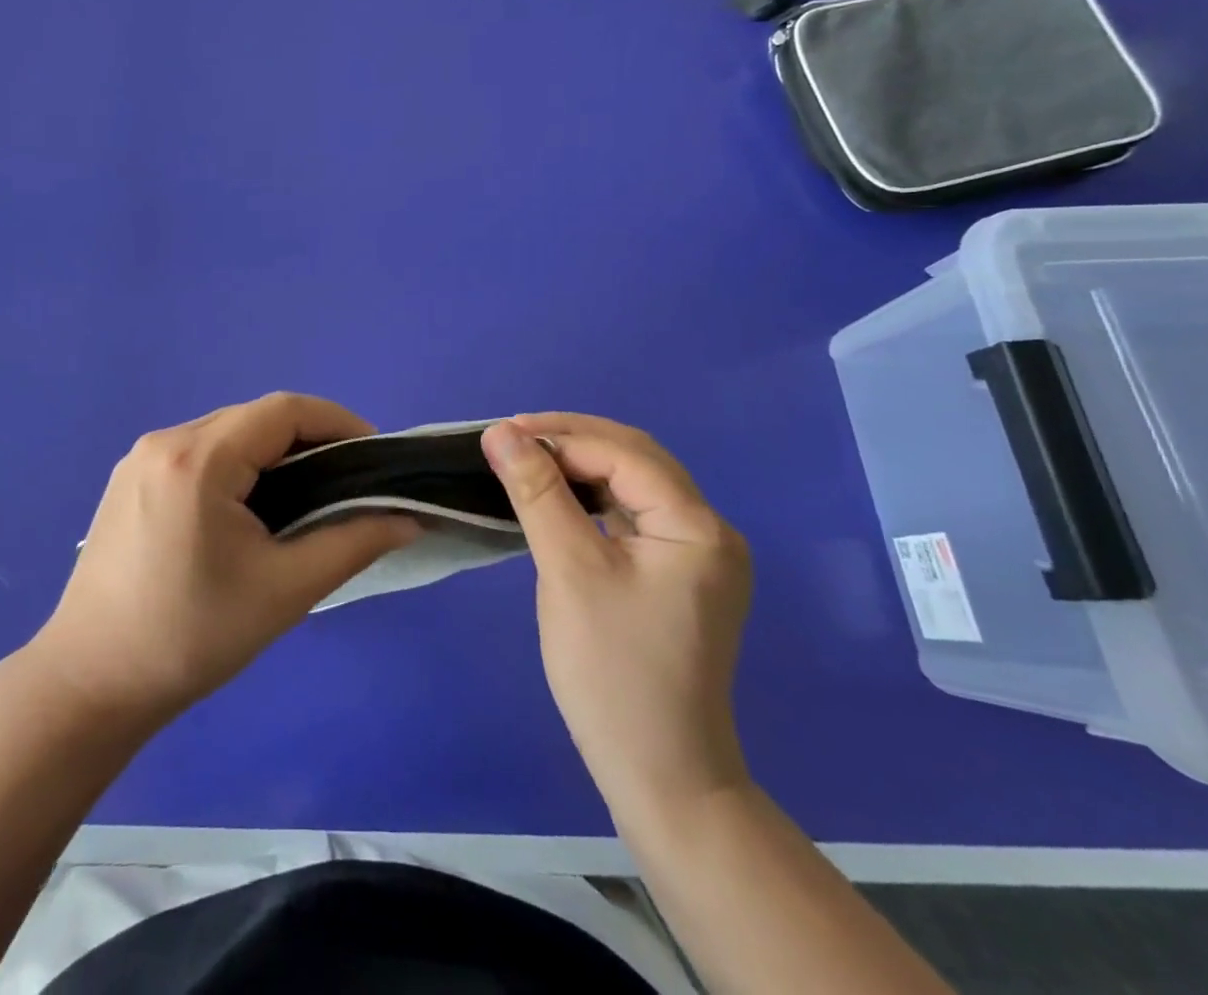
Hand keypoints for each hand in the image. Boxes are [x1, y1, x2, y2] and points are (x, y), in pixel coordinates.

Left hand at [32, 393, 420, 726]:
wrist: (90, 684)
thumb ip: (352, 544)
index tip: (373, 457)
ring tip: (306, 494)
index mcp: (197, 458)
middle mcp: (164, 441)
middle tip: (345, 481)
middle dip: (308, 439)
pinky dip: (236, 464)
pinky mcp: (128, 479)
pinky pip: (197, 451)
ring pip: (225, 433)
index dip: (338, 422)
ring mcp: (139, 458)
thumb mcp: (284, 591)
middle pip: (253, 418)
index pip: (283, 410)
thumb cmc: (191, 637)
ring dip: (271, 452)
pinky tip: (251, 505)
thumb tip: (408, 519)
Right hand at [482, 415, 751, 834]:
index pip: (623, 454)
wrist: (660, 775)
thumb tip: (500, 432)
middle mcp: (708, 530)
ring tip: (524, 459)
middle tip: (509, 438)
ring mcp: (696, 554)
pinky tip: (555, 495)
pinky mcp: (677, 574)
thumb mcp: (569, 570)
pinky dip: (590, 497)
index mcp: (697, 526)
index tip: (499, 434)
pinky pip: (631, 514)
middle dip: (570, 440)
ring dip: (578, 465)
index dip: (560, 436)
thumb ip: (537, 492)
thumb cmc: (612, 671)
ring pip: (631, 484)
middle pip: (635, 459)